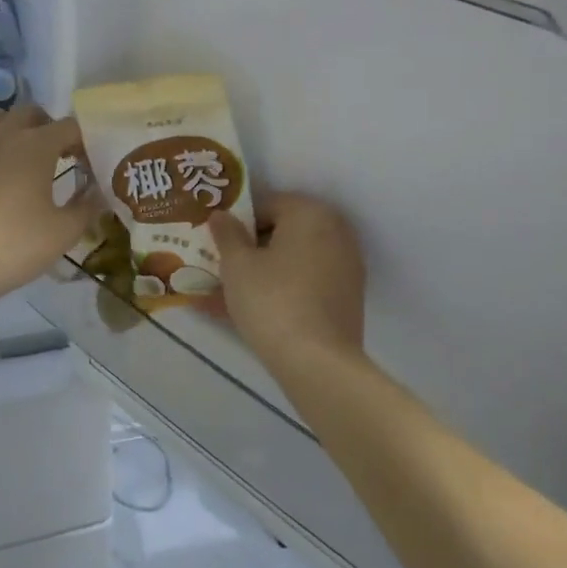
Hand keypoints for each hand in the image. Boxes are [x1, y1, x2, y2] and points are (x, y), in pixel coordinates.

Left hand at [0, 105, 97, 312]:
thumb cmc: (14, 245)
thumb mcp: (64, 232)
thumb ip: (87, 207)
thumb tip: (99, 193)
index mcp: (36, 145)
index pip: (70, 126)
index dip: (87, 142)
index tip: (93, 167)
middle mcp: (6, 138)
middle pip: (32, 113)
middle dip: (52, 128)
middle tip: (64, 157)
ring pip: (0, 120)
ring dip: (20, 130)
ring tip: (32, 161)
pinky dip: (0, 151)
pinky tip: (6, 185)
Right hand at [209, 193, 367, 367]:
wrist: (318, 362)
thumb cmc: (272, 301)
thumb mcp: (237, 265)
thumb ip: (227, 234)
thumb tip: (221, 215)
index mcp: (310, 213)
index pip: (267, 204)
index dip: (238, 223)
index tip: (218, 244)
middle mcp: (336, 230)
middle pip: (284, 231)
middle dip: (252, 248)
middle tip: (222, 268)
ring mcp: (346, 264)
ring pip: (294, 260)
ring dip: (265, 271)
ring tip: (229, 294)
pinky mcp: (348, 296)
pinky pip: (307, 283)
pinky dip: (283, 290)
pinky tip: (254, 312)